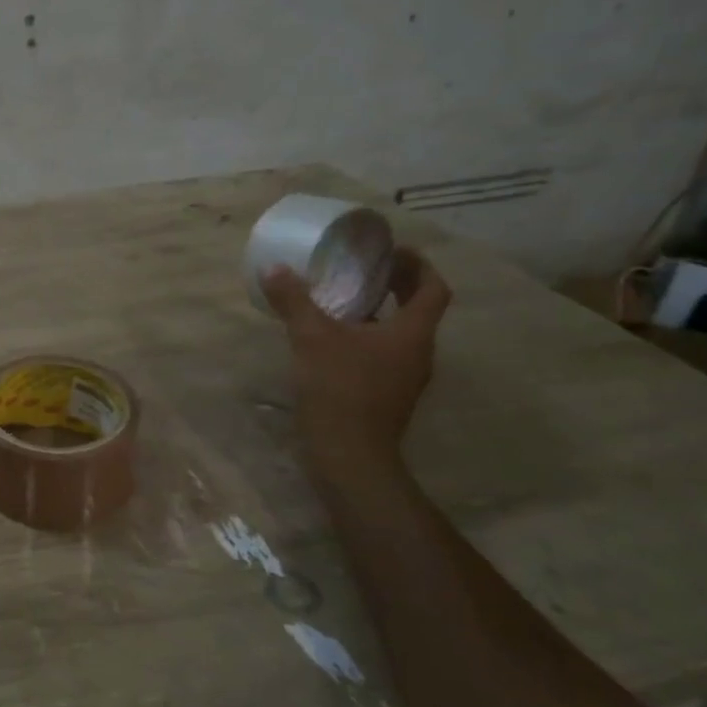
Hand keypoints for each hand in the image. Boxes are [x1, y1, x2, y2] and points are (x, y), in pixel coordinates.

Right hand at [260, 246, 451, 463]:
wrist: (348, 455)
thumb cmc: (340, 389)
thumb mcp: (312, 337)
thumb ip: (294, 301)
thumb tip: (273, 267)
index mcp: (412, 334)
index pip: (432, 289)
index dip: (418, 265)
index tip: (393, 251)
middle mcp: (417, 353)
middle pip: (418, 309)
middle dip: (396, 284)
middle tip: (365, 267)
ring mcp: (403, 378)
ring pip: (399, 333)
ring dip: (380, 311)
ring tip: (344, 297)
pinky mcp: (385, 395)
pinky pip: (383, 353)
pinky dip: (366, 336)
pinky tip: (333, 337)